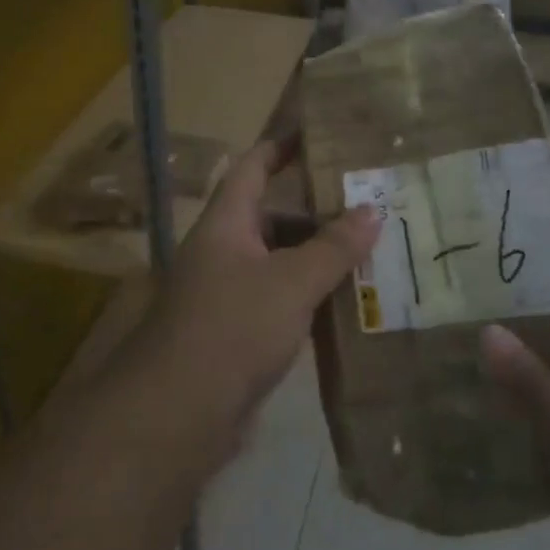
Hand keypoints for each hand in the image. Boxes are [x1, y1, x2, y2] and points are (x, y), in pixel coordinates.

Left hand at [146, 136, 378, 430]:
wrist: (177, 415)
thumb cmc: (232, 328)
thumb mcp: (291, 282)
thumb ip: (333, 247)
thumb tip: (373, 208)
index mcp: (226, 224)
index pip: (253, 168)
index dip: (281, 147)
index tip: (317, 133)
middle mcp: (223, 252)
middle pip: (271, 217)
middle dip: (316, 211)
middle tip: (367, 204)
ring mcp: (227, 295)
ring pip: (278, 262)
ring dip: (316, 258)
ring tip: (368, 253)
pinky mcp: (236, 334)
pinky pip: (279, 301)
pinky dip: (309, 297)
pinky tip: (345, 305)